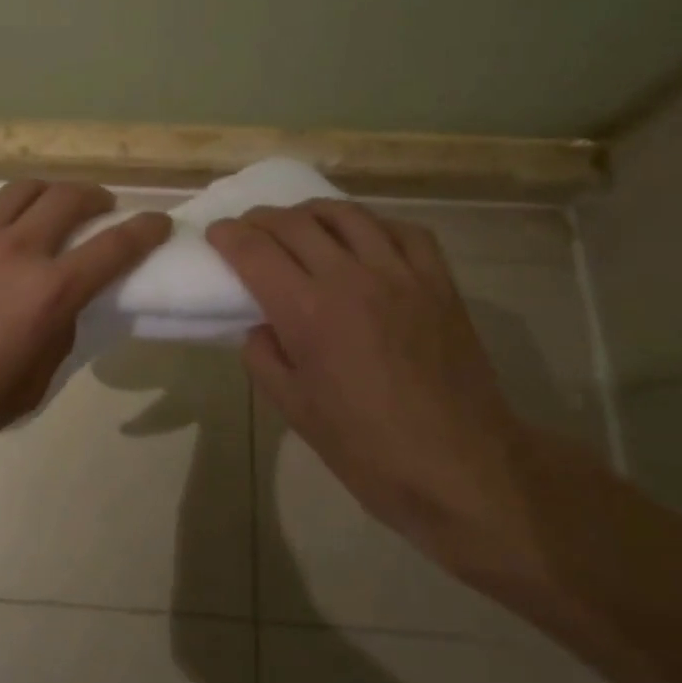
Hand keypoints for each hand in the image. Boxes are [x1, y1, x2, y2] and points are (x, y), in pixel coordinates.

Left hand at [0, 180, 170, 470]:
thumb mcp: (35, 383)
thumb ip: (60, 333)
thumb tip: (64, 303)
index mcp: (49, 291)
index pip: (115, 246)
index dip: (145, 230)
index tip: (159, 222)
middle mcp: (16, 249)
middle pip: (69, 197)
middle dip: (95, 197)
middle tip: (99, 208)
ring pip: (21, 188)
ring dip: (45, 194)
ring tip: (45, 208)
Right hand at [206, 201, 528, 554]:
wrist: (464, 470)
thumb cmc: (369, 450)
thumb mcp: (295, 411)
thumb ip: (263, 357)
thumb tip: (261, 324)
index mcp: (308, 312)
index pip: (254, 250)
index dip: (228, 235)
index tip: (217, 234)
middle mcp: (350, 278)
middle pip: (294, 222)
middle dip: (261, 218)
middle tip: (249, 229)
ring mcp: (400, 274)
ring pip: (346, 214)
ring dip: (311, 212)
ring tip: (301, 224)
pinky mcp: (439, 282)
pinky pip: (403, 230)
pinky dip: (374, 225)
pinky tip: (365, 239)